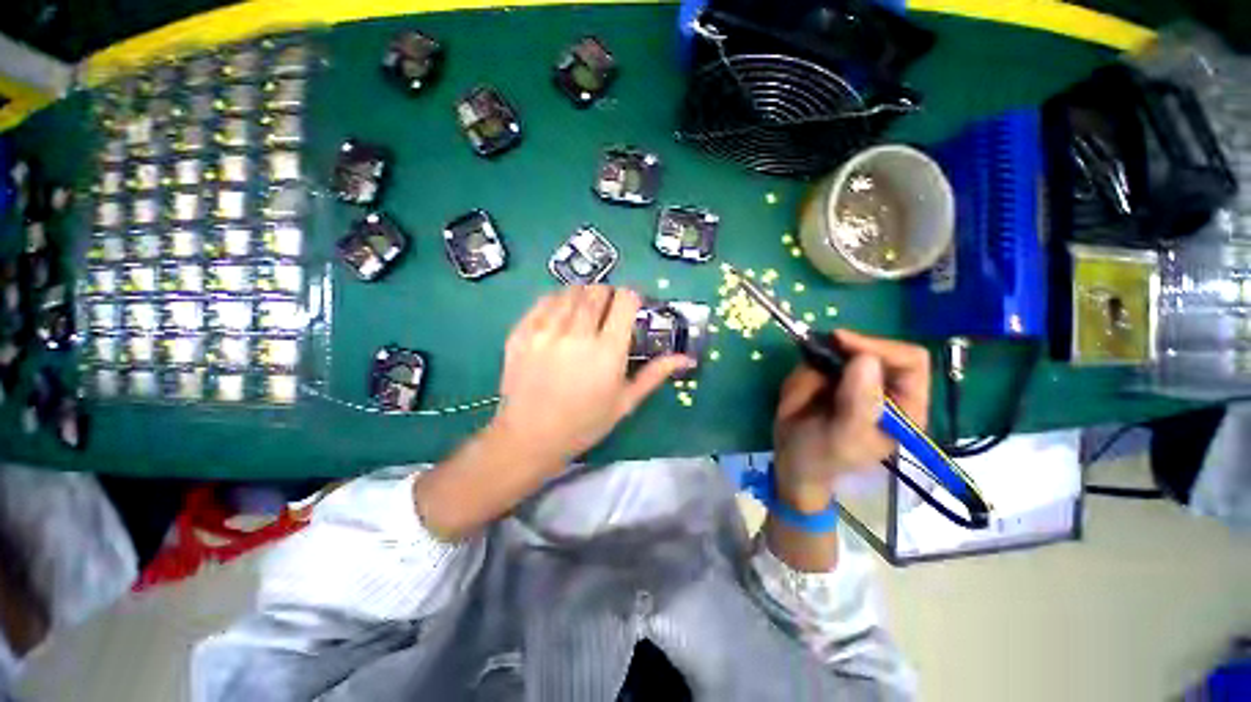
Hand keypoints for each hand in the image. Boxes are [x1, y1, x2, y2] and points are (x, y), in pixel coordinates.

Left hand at [490, 286, 691, 469]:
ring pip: (571, 291)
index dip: (632, 297)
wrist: (530, 437)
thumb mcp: (625, 402)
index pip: (625, 300)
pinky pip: (544, 301)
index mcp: (607, 351)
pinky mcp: (522, 332)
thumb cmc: (584, 423)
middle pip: (597, 290)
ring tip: (585, 311)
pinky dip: (558, 301)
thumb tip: (687, 358)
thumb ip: (655, 374)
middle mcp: (577, 334)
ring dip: (584, 295)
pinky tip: (561, 315)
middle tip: (609, 311)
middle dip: (609, 294)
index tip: (632, 306)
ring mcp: (545, 331)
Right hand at [772, 330, 929, 512]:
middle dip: (846, 349)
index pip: (910, 361)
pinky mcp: (829, 374)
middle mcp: (884, 387)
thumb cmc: (822, 456)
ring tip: (805, 389)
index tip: (844, 345)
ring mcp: (855, 378)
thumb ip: (858, 403)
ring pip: (843, 349)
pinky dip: (806, 366)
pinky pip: (818, 356)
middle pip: (877, 347)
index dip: (880, 347)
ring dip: (821, 360)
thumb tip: (865, 358)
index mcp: (904, 406)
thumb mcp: (843, 436)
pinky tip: (800, 391)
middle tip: (820, 350)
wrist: (789, 459)